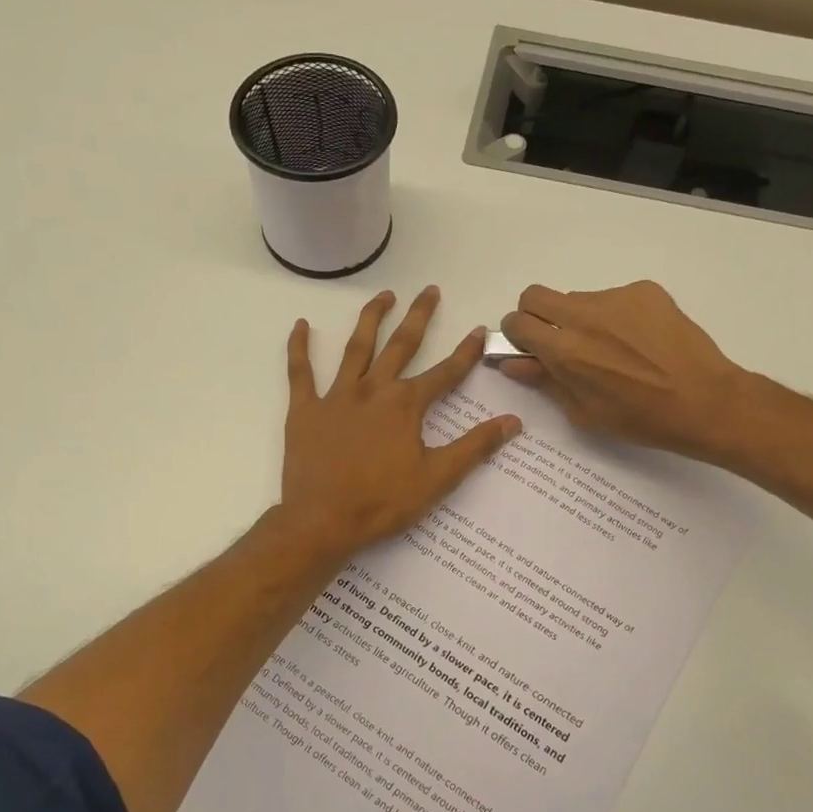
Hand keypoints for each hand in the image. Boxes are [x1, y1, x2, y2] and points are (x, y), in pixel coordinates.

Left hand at [280, 286, 521, 560]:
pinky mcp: (305, 409)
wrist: (322, 521)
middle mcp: (373, 389)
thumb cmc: (383, 502)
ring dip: (371, 318)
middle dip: (419, 317)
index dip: (465, 352)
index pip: (445, 373)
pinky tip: (301, 325)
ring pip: (356, 347)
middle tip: (430, 290)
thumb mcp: (438, 478)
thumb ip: (475, 446)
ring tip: (383, 295)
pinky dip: (299, 347)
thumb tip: (513, 422)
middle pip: (401, 345)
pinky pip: (300, 371)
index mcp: (406, 405)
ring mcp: (337, 396)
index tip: (478, 330)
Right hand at [498, 280, 754, 460]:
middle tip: (556, 340)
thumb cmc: (640, 419)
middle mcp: (584, 315)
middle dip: (535, 315)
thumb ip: (544, 381)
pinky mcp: (644, 291)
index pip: (517, 322)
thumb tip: (512, 362)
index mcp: (564, 350)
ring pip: (578, 299)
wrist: (705, 402)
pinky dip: (616, 316)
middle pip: (535, 295)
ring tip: (613, 348)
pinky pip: (614, 298)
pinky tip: (640, 340)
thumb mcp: (583, 412)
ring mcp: (616, 298)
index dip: (516, 335)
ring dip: (580, 318)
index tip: (528, 347)